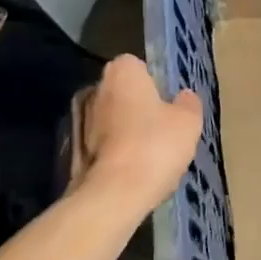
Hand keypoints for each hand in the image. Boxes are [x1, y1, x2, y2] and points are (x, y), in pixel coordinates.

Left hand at [72, 55, 201, 217]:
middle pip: (122, 92)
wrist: (113, 194)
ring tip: (148, 154)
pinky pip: (102, 144)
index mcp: (122, 72)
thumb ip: (188, 103)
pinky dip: (114, 152)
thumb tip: (184, 96)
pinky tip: (132, 171)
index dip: (154, 82)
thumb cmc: (155, 145)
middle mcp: (96, 88)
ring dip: (125, 131)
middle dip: (138, 106)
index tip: (167, 103)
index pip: (138, 65)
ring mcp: (79, 120)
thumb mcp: (188, 122)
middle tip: (160, 128)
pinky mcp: (72, 151)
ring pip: (110, 119)